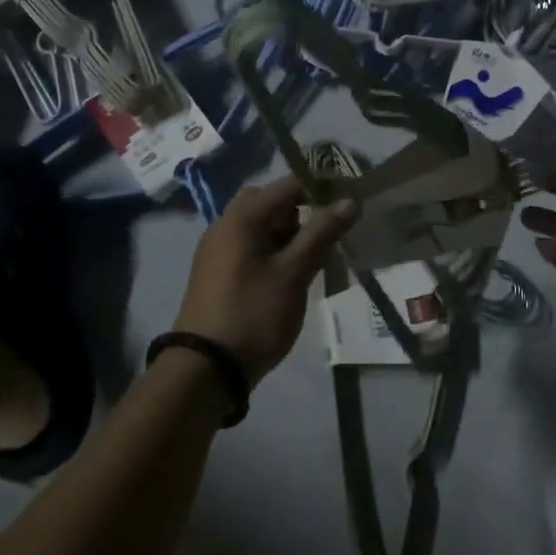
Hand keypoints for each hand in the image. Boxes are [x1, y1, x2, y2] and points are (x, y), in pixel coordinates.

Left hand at [175, 178, 357, 387]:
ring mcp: (218, 249)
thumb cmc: (253, 314)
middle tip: (328, 234)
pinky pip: (251, 246)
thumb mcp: (294, 273)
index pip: (289, 184)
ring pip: (261, 226)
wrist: (205, 370)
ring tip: (315, 258)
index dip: (322, 189)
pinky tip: (291, 275)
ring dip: (290, 233)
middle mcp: (225, 224)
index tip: (349, 203)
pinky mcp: (218, 272)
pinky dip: (274, 250)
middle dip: (303, 212)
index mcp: (242, 217)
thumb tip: (350, 201)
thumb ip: (322, 233)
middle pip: (272, 203)